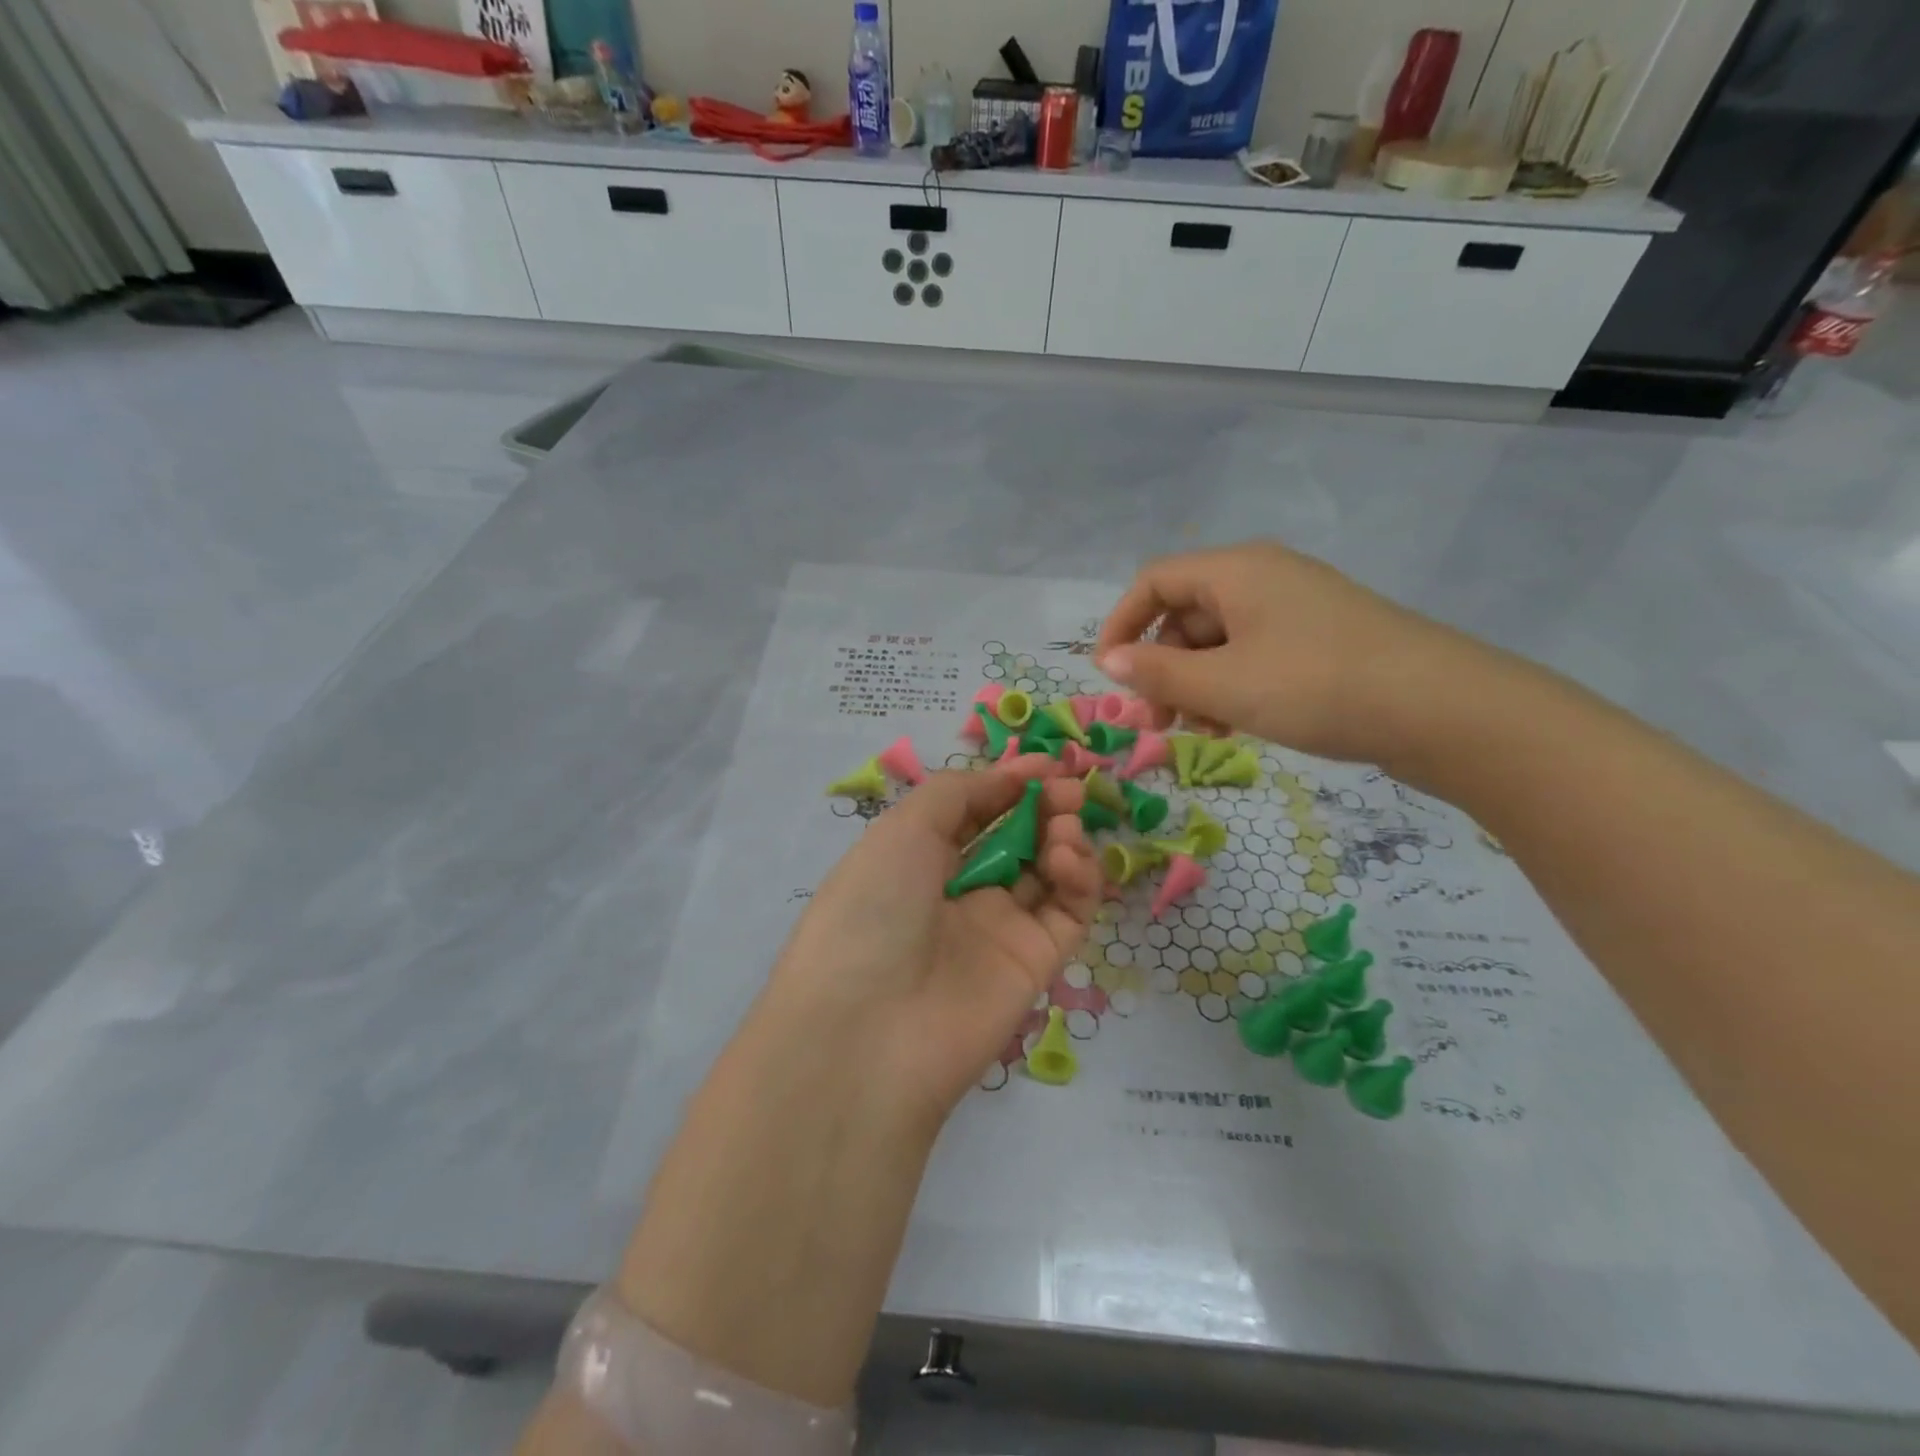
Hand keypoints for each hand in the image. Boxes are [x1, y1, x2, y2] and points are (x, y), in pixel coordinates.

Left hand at [763, 758, 1099, 1124]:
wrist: (868, 1030)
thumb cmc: (874, 908)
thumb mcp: (903, 830)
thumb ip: (959, 793)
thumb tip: (1011, 775)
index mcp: (918, 860)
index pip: (974, 813)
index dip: (1009, 785)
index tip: (1046, 763)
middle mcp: (959, 893)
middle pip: (1017, 840)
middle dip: (1045, 807)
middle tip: (1068, 790)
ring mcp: (999, 931)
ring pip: (1049, 874)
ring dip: (1064, 838)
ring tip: (1064, 826)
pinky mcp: (1035, 965)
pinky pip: (1068, 913)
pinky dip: (1079, 879)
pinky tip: (1068, 858)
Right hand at [1094, 541, 1499, 766]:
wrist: (1442, 709)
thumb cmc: (1317, 687)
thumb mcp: (1224, 685)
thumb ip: (1159, 672)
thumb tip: (1109, 660)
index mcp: (1237, 571)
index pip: (1154, 581)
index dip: (1121, 624)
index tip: (1109, 676)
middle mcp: (1264, 577)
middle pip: (1186, 612)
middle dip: (1161, 665)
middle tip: (1158, 719)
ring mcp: (1296, 608)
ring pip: (1220, 639)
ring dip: (1195, 682)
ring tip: (1200, 729)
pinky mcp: (1320, 638)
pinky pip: (1254, 653)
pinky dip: (1232, 685)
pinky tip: (1236, 723)